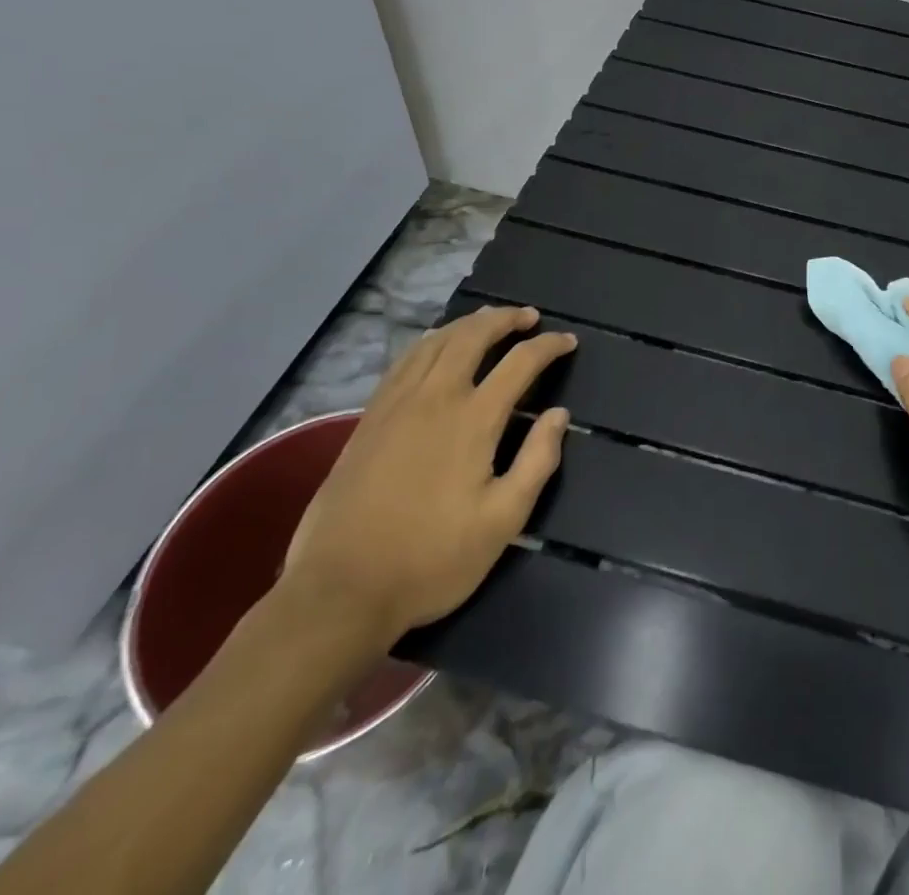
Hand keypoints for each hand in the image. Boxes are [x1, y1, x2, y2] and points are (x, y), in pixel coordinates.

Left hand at [280, 305, 574, 644]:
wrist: (340, 591)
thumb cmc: (431, 560)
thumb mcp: (503, 522)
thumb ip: (537, 461)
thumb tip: (559, 415)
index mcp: (473, 420)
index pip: (520, 363)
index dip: (549, 346)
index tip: (568, 341)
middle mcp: (435, 398)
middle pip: (473, 336)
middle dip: (506, 319)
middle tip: (529, 316)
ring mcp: (396, 405)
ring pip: (436, 342)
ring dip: (468, 324)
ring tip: (489, 321)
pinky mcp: (369, 419)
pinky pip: (405, 361)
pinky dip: (430, 342)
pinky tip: (436, 347)